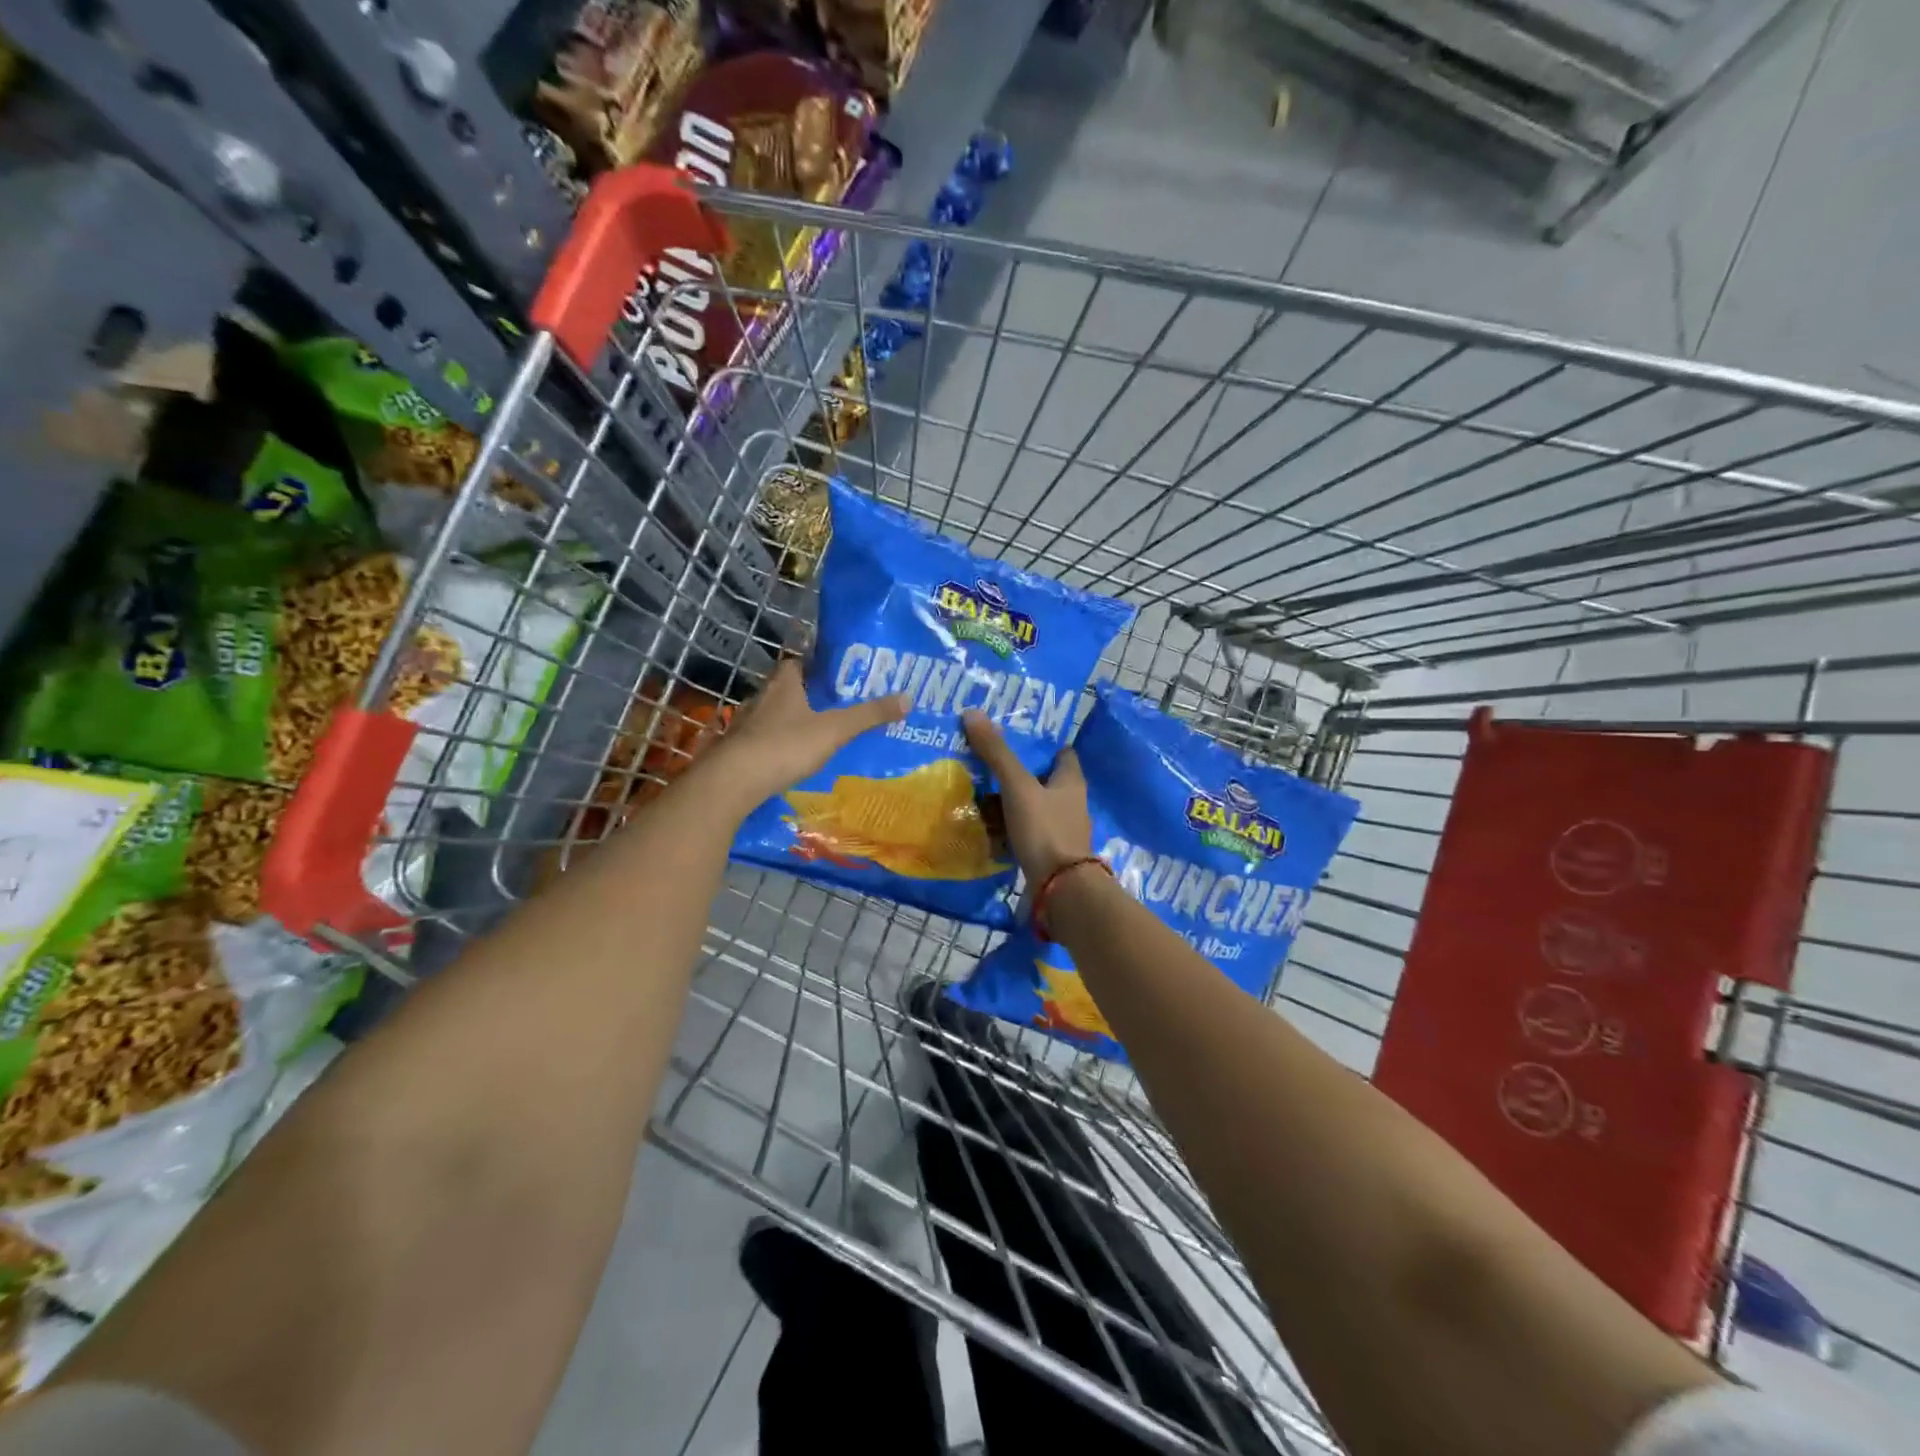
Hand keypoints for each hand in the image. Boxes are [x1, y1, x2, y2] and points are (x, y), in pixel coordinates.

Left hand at [708, 659, 907, 810]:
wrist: (732, 782)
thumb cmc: (784, 746)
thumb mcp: (834, 730)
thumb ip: (868, 716)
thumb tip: (908, 698)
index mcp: (784, 684)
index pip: (797, 662)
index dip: (816, 665)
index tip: (837, 673)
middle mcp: (762, 698)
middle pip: (786, 689)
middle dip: (807, 694)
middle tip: (834, 704)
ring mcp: (745, 725)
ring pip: (773, 715)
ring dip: (790, 721)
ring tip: (817, 732)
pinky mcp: (737, 750)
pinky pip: (762, 740)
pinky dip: (777, 745)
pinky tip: (791, 758)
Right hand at [961, 712, 1092, 883]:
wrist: (1060, 890)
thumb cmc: (1045, 830)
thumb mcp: (1018, 786)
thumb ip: (997, 752)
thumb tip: (972, 712)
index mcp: (1071, 780)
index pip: (1061, 752)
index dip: (1041, 743)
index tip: (1014, 734)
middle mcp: (1070, 802)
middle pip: (1043, 779)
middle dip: (1018, 771)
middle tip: (986, 759)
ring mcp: (1060, 830)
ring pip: (1032, 806)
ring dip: (1010, 800)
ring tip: (978, 790)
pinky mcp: (1047, 852)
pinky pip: (1024, 832)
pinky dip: (1008, 827)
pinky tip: (986, 825)